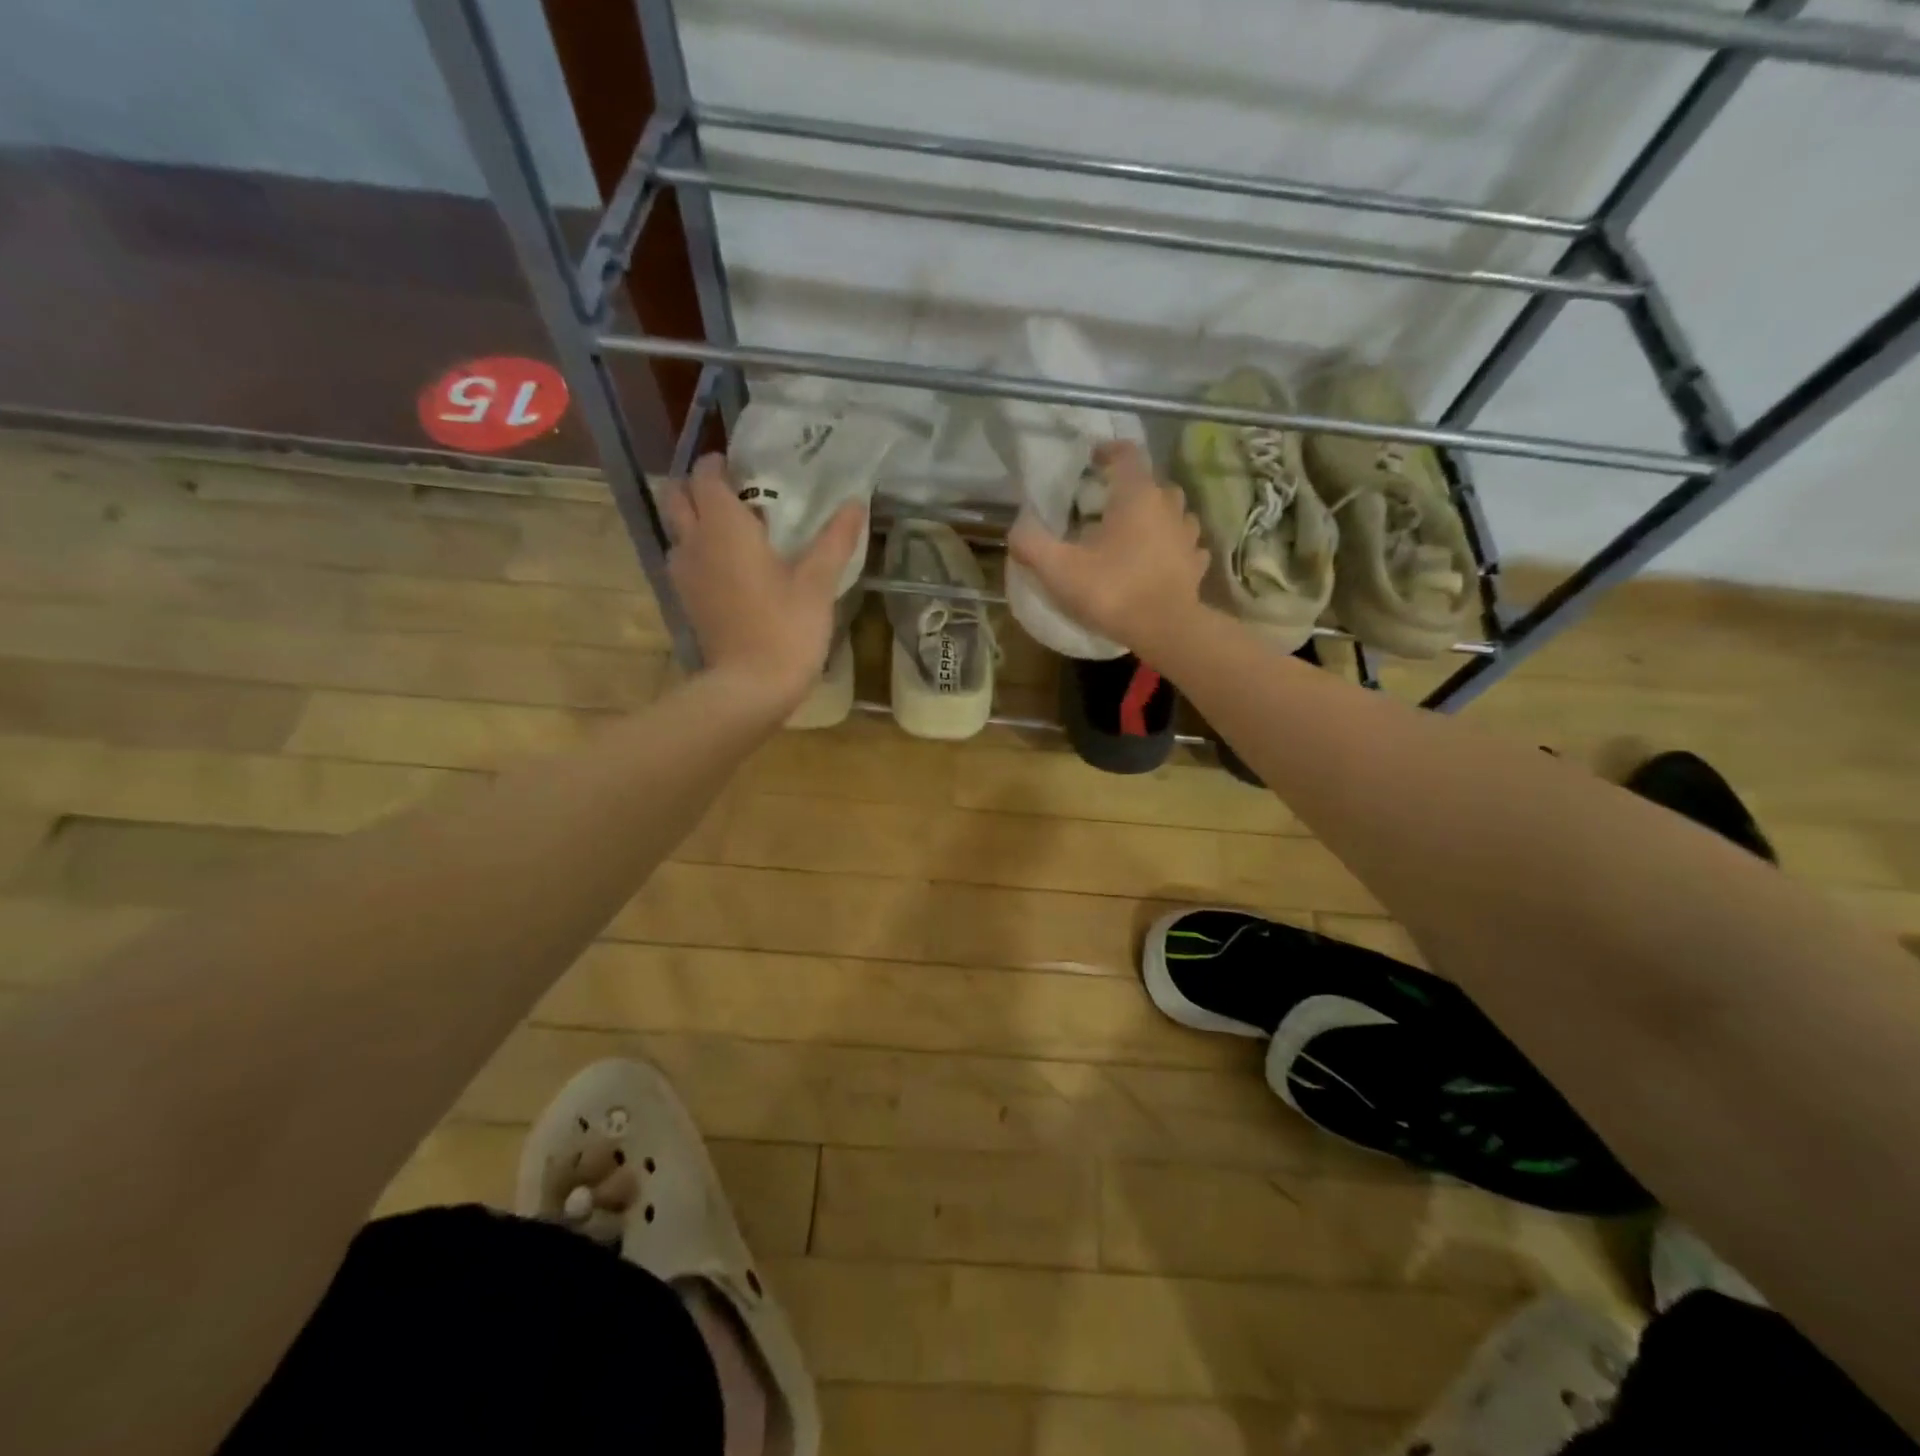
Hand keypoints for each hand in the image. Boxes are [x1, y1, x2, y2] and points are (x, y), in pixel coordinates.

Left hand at [662, 454, 863, 710]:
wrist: (749, 687)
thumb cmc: (785, 628)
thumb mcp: (818, 582)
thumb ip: (835, 539)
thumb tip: (855, 503)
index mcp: (723, 527)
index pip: (706, 476)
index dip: (720, 465)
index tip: (742, 465)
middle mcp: (694, 542)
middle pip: (677, 496)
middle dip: (698, 486)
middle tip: (734, 492)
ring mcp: (684, 573)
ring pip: (677, 529)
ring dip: (696, 518)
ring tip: (735, 527)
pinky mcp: (686, 600)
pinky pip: (684, 558)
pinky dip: (699, 549)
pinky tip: (731, 565)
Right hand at [1007, 441, 1209, 659]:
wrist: (1165, 631)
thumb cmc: (1112, 591)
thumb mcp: (1059, 570)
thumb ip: (1032, 544)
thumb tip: (1016, 529)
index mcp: (1136, 495)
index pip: (1127, 454)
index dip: (1108, 451)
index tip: (1091, 460)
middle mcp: (1168, 506)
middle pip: (1151, 483)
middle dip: (1129, 489)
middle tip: (1104, 507)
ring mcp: (1187, 535)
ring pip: (1173, 512)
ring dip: (1155, 516)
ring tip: (1133, 534)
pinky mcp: (1195, 564)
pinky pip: (1185, 545)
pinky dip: (1171, 547)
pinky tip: (1157, 561)